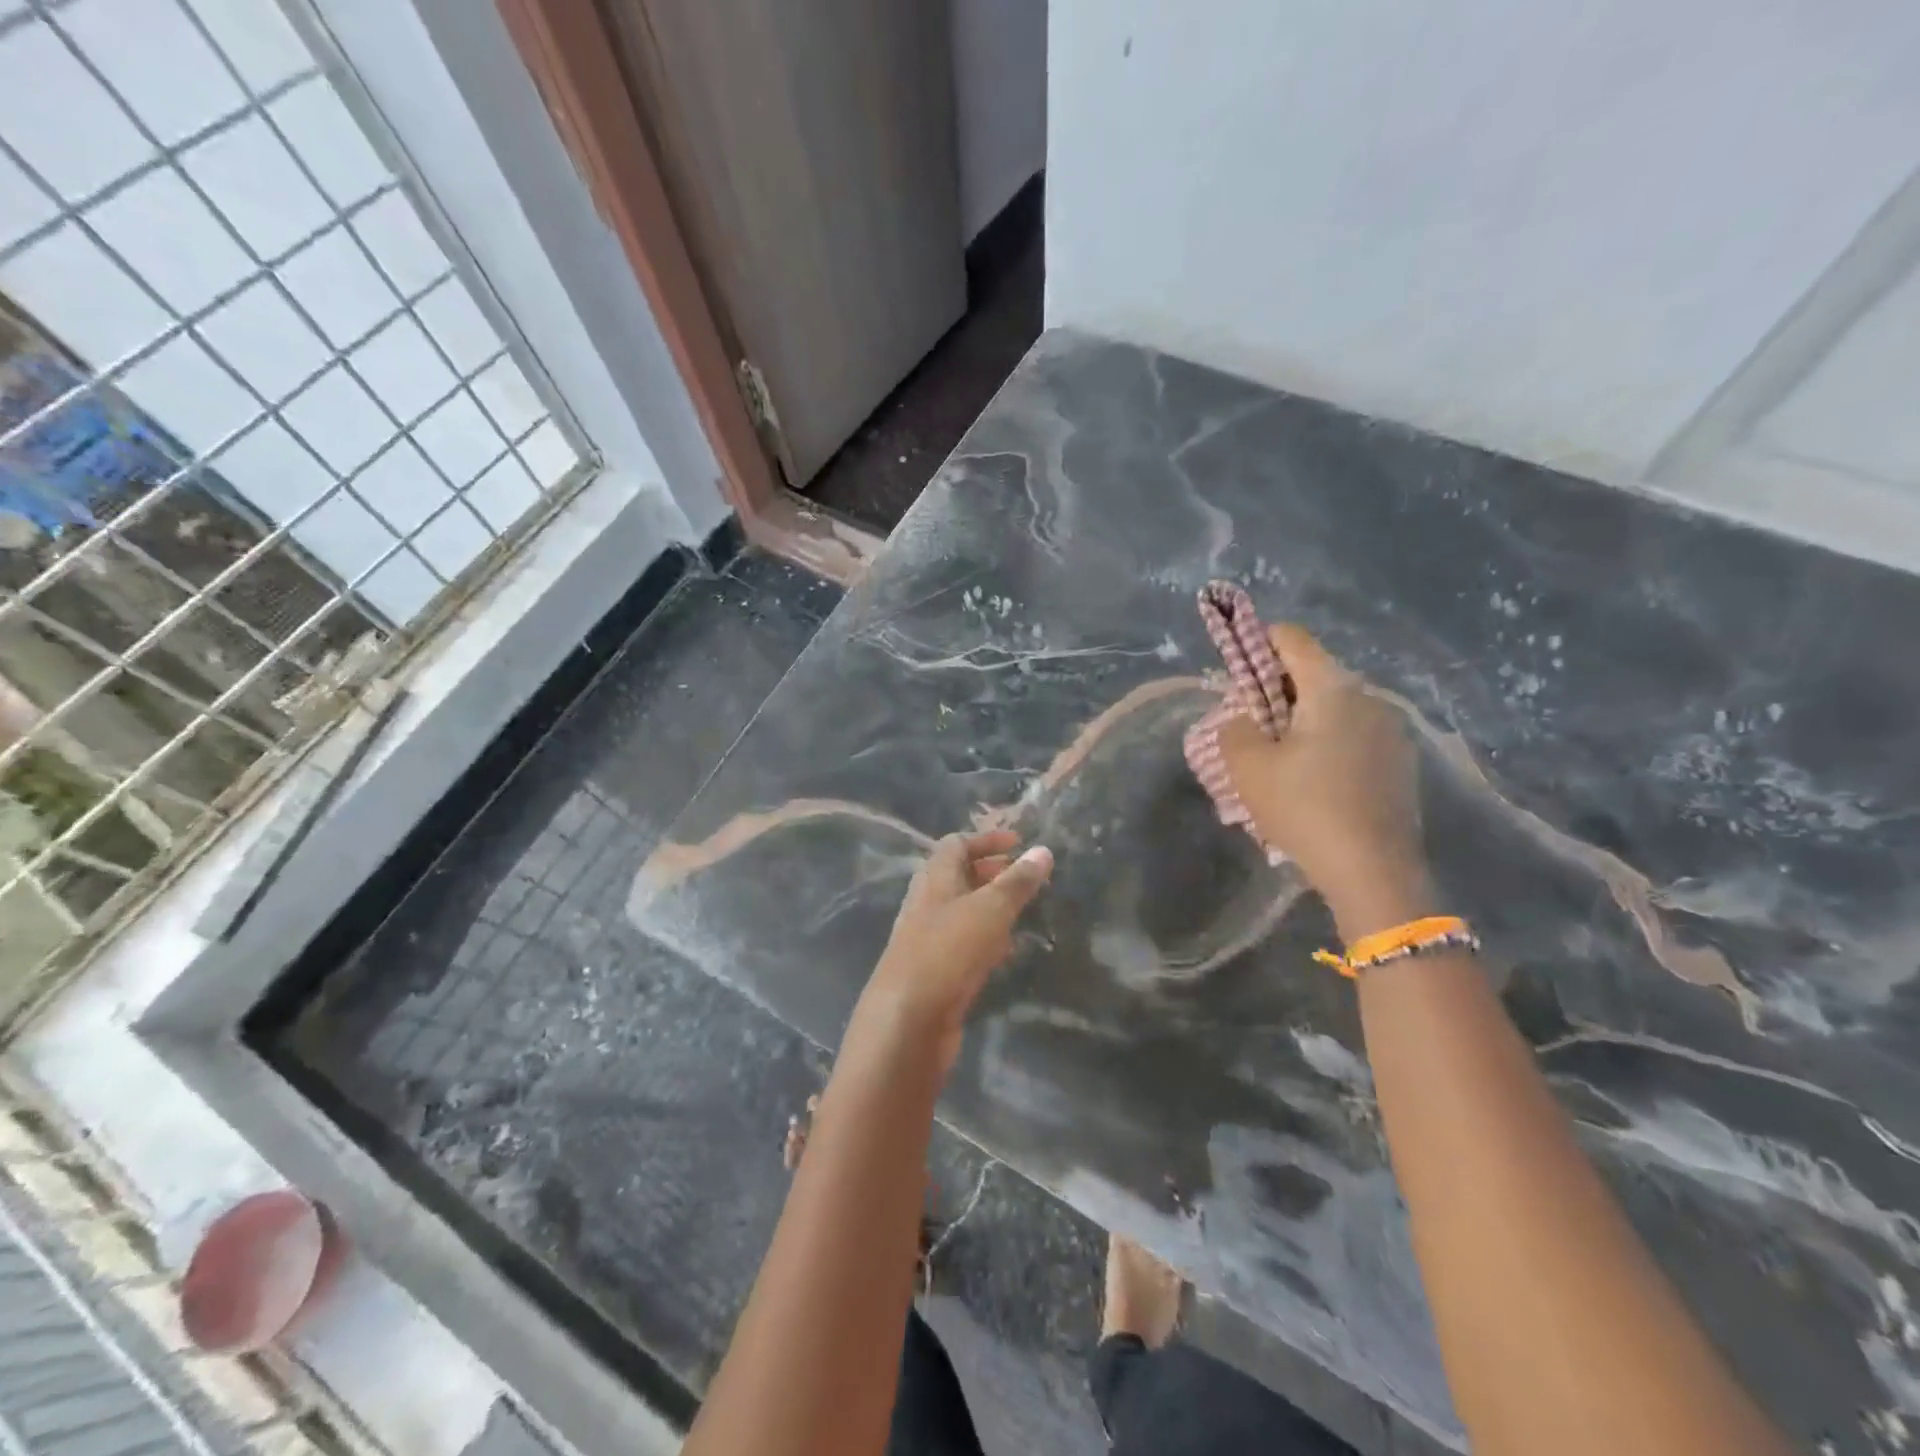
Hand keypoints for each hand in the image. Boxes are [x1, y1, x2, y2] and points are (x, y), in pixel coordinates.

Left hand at [854, 829, 1052, 1068]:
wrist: (907, 1021)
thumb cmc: (947, 951)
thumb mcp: (989, 910)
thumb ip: (1017, 882)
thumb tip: (1043, 850)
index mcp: (933, 880)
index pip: (956, 844)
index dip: (986, 840)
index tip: (1019, 843)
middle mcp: (926, 904)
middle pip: (957, 877)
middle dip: (990, 873)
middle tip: (1024, 877)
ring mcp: (927, 939)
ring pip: (961, 912)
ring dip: (989, 907)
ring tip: (1023, 911)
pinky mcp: (934, 972)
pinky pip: (962, 945)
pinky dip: (985, 940)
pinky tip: (1006, 952)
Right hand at [1217, 624, 1434, 938]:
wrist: (1375, 872)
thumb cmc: (1305, 809)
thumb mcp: (1248, 768)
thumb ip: (1234, 729)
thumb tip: (1244, 719)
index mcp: (1332, 689)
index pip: (1292, 639)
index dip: (1258, 644)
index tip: (1236, 673)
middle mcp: (1369, 699)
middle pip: (1313, 675)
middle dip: (1276, 692)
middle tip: (1250, 728)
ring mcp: (1392, 732)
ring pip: (1334, 708)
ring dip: (1302, 722)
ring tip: (1279, 763)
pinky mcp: (1400, 764)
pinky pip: (1354, 736)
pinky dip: (1327, 745)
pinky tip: (1313, 785)